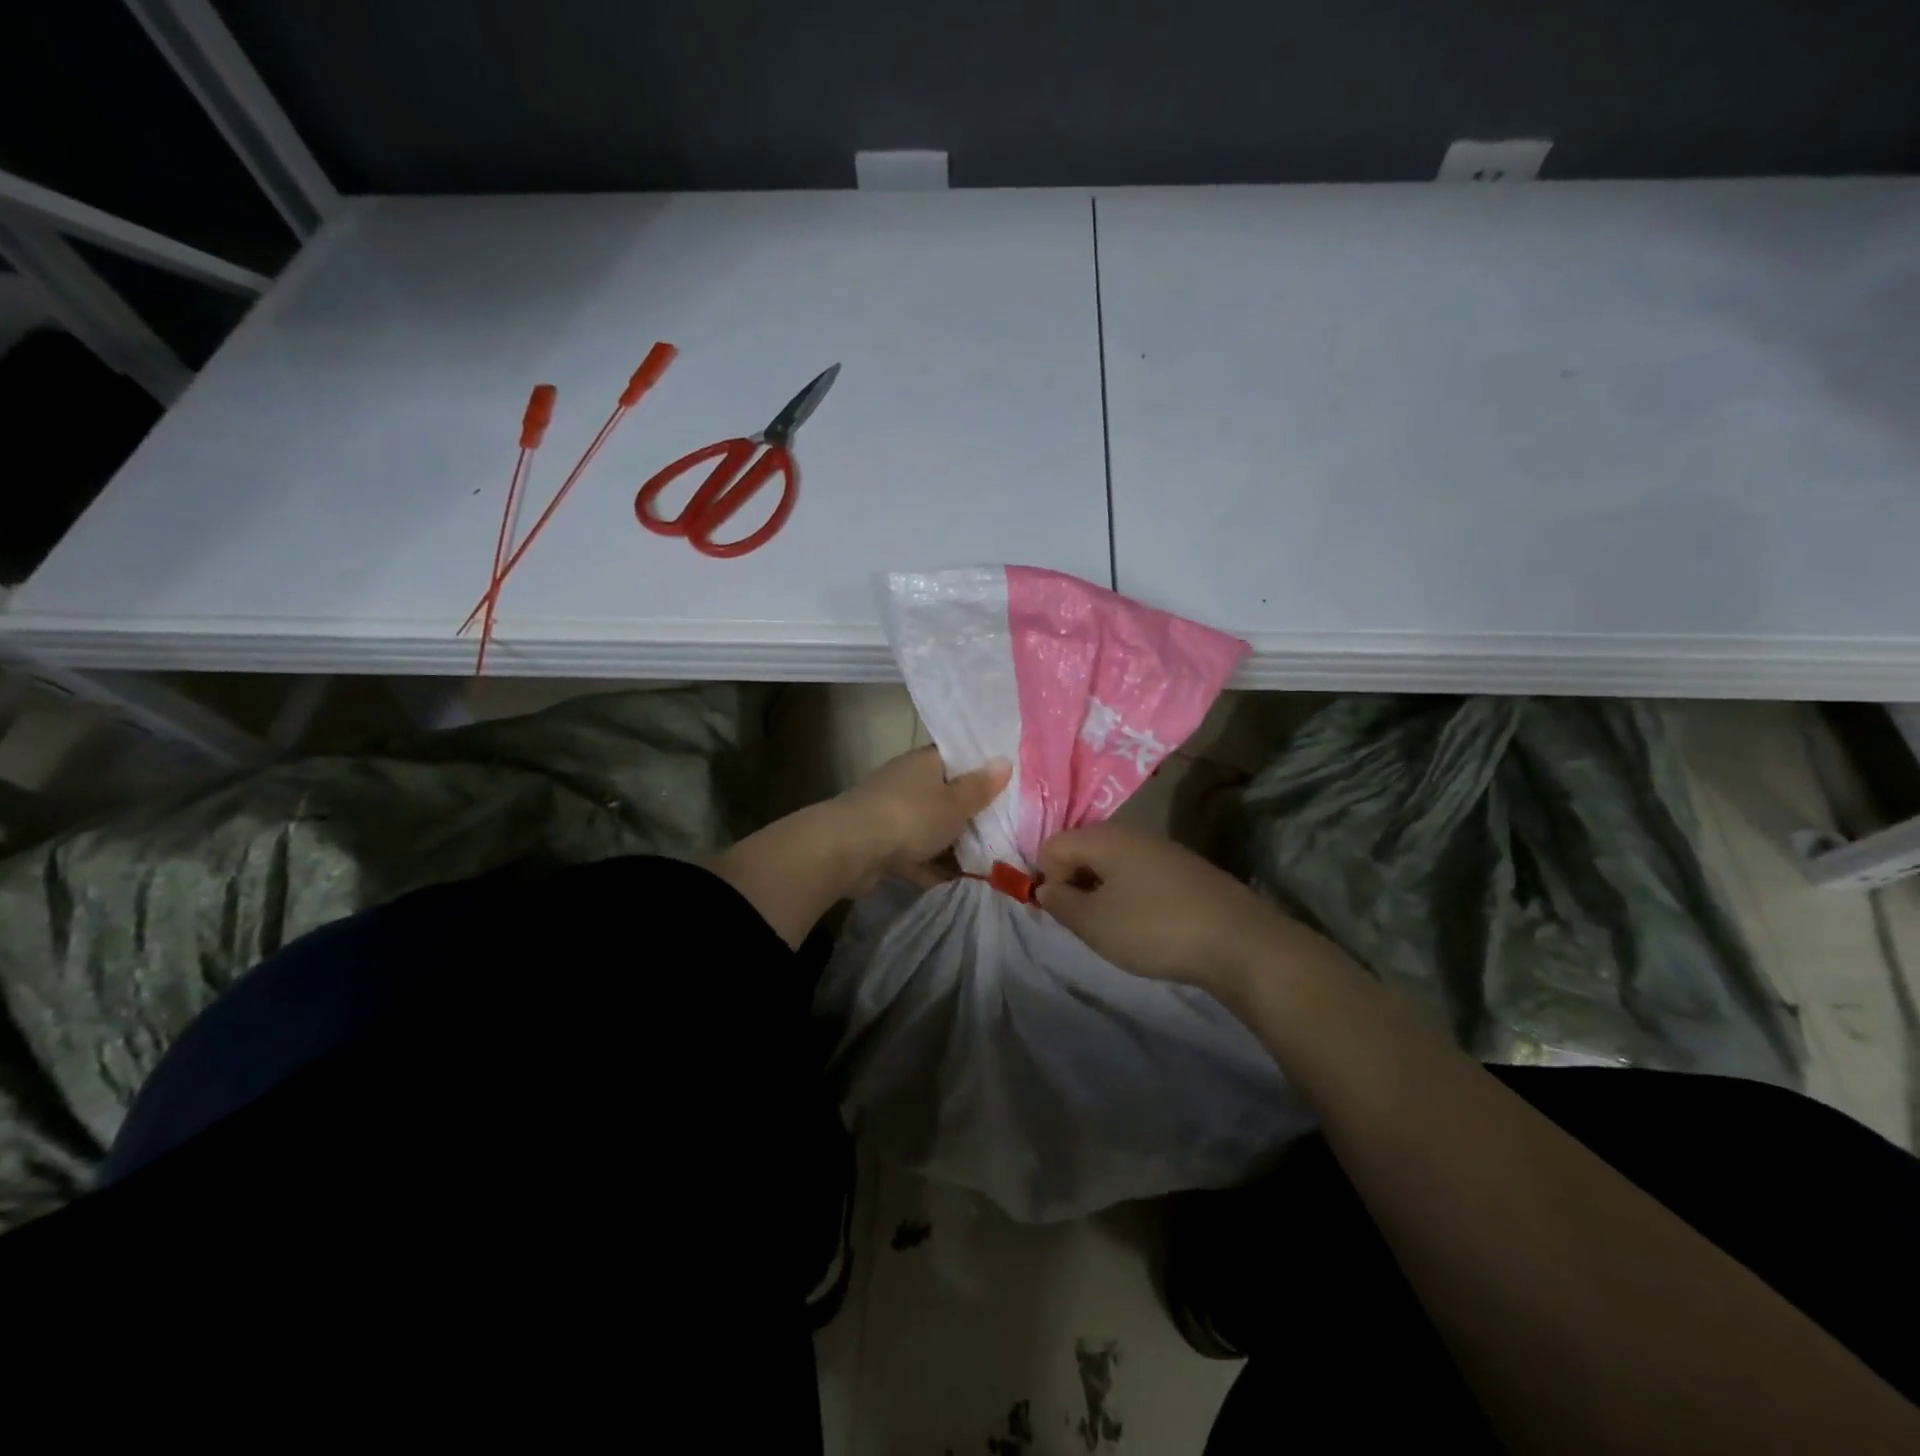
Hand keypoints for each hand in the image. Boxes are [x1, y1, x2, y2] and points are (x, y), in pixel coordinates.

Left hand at [835, 747, 1010, 887]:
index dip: (981, 770)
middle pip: (944, 794)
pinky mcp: (880, 843)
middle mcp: (906, 782)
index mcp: (924, 762)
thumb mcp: (955, 803)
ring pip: (929, 826)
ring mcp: (890, 813)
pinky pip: (914, 853)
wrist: (849, 849)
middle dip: (969, 813)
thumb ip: (980, 787)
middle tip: (1004, 829)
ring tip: (987, 862)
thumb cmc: (910, 817)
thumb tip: (1004, 760)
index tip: (1006, 787)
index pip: (957, 758)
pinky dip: (930, 866)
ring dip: (950, 843)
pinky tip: (956, 884)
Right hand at [1035, 823, 1303, 991]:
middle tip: (1088, 923)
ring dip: (1104, 892)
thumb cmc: (1153, 928)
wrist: (1239, 941)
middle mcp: (1131, 833)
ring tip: (1118, 928)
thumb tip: (1046, 887)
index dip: (1049, 879)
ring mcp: (1162, 849)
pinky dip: (1132, 896)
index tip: (1065, 912)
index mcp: (1103, 837)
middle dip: (1076, 884)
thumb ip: (1060, 903)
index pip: (1052, 845)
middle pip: (1083, 850)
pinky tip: (1149, 925)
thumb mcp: (1094, 923)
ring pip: (1113, 864)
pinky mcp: (1185, 869)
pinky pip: (1140, 874)